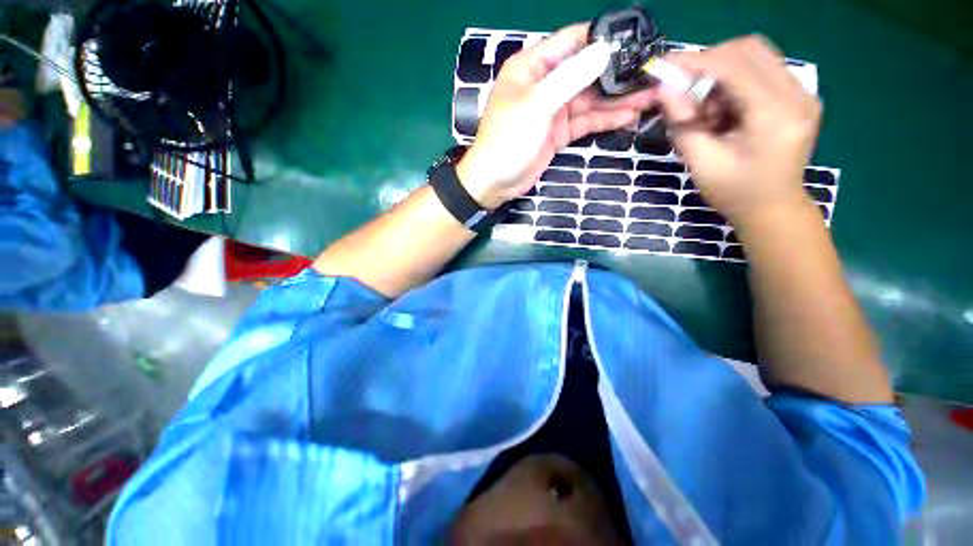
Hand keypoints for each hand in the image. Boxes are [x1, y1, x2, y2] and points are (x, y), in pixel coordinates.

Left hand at [456, 24, 656, 208]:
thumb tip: (603, 51)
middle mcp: (544, 85)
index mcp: (532, 67)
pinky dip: (604, 119)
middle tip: (650, 74)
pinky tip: (628, 116)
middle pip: (585, 72)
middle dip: (616, 74)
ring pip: (589, 99)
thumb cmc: (509, 140)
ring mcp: (552, 111)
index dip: (601, 39)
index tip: (634, 42)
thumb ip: (570, 77)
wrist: (495, 181)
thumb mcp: (537, 104)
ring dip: (616, 99)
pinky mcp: (558, 133)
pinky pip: (585, 121)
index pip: (571, 41)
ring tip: (650, 96)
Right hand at [657, 36, 821, 223]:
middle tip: (684, 88)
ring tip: (706, 109)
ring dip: (721, 73)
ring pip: (756, 56)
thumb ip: (682, 123)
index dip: (696, 61)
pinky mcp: (798, 96)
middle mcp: (797, 94)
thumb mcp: (700, 162)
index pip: (735, 66)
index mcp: (775, 116)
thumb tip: (664, 89)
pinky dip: (734, 81)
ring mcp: (802, 93)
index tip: (664, 66)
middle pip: (750, 49)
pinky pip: (762, 70)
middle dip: (709, 62)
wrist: (772, 207)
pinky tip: (724, 110)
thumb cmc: (734, 192)